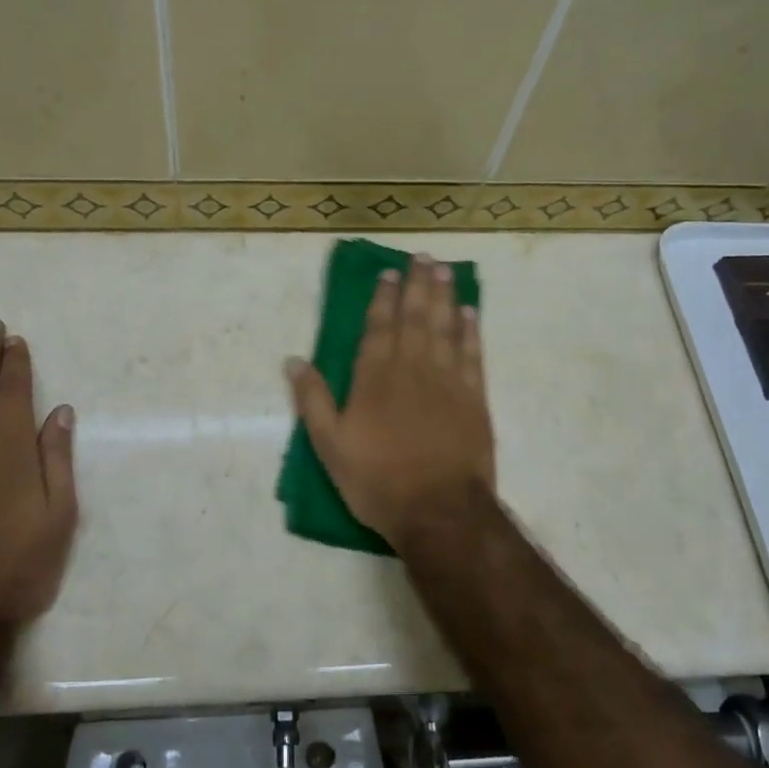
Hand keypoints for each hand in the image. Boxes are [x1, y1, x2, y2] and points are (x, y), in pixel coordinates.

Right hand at [285, 255, 494, 547]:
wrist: (439, 510)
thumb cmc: (378, 480)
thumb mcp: (330, 446)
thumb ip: (313, 400)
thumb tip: (294, 359)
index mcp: (375, 377)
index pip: (378, 326)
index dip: (383, 297)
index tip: (388, 273)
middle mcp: (412, 368)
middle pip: (415, 317)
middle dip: (417, 285)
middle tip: (422, 257)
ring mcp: (448, 381)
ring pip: (445, 327)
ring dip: (444, 297)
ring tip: (444, 270)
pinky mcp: (474, 398)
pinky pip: (473, 354)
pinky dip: (471, 331)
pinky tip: (470, 313)